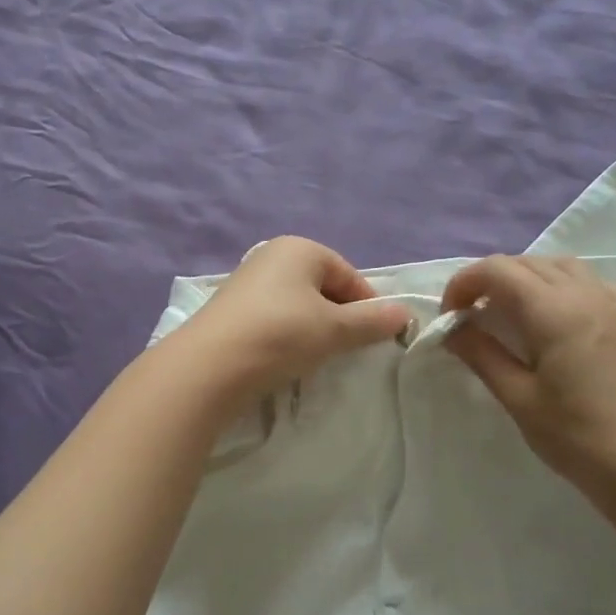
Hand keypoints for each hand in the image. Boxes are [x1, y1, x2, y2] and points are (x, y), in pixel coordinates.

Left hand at [175, 236, 412, 410]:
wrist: (210, 366)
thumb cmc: (281, 335)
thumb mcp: (334, 330)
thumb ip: (372, 321)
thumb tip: (405, 313)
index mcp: (300, 248)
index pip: (349, 275)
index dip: (367, 306)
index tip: (374, 338)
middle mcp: (272, 255)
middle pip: (322, 287)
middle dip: (339, 316)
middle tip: (344, 349)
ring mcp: (247, 280)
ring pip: (297, 304)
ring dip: (312, 328)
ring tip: (315, 357)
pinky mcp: (230, 308)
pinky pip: (273, 317)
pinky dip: (286, 334)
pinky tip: (284, 358)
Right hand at [441, 255, 615, 522]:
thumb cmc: (577, 437)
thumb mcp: (519, 398)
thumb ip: (482, 354)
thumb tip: (451, 329)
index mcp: (554, 311)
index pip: (498, 270)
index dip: (464, 284)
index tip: (449, 316)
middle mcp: (584, 293)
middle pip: (526, 263)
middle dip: (489, 280)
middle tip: (469, 316)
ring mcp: (611, 303)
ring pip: (558, 265)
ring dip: (524, 277)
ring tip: (506, 310)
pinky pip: (586, 280)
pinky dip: (558, 284)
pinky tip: (551, 315)